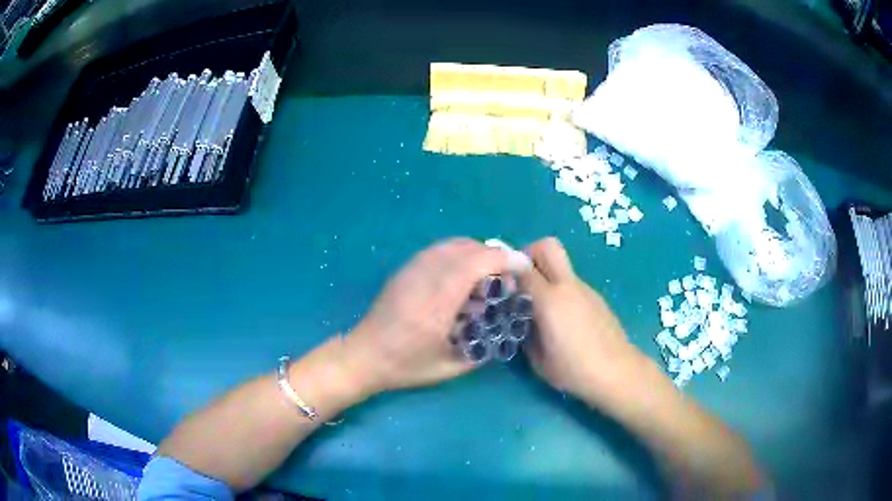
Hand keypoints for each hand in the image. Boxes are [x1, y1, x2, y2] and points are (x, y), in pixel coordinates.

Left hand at [345, 238, 518, 394]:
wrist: (363, 355)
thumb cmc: (406, 366)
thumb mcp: (450, 367)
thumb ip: (482, 349)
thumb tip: (503, 329)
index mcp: (437, 302)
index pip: (476, 263)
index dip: (504, 259)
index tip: (523, 267)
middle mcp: (424, 277)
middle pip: (467, 247)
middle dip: (494, 256)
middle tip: (505, 278)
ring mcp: (411, 270)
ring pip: (452, 245)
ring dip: (476, 254)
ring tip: (485, 278)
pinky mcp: (404, 270)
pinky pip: (438, 251)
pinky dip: (458, 256)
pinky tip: (461, 279)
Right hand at [520, 237, 648, 403]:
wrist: (617, 372)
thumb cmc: (574, 370)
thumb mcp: (538, 359)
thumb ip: (525, 332)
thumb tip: (520, 318)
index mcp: (550, 300)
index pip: (522, 268)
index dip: (506, 270)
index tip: (499, 283)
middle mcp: (568, 285)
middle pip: (547, 246)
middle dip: (529, 254)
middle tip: (521, 281)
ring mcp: (585, 288)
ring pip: (561, 264)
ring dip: (546, 274)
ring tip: (540, 305)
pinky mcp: (596, 297)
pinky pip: (572, 282)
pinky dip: (560, 289)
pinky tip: (562, 318)